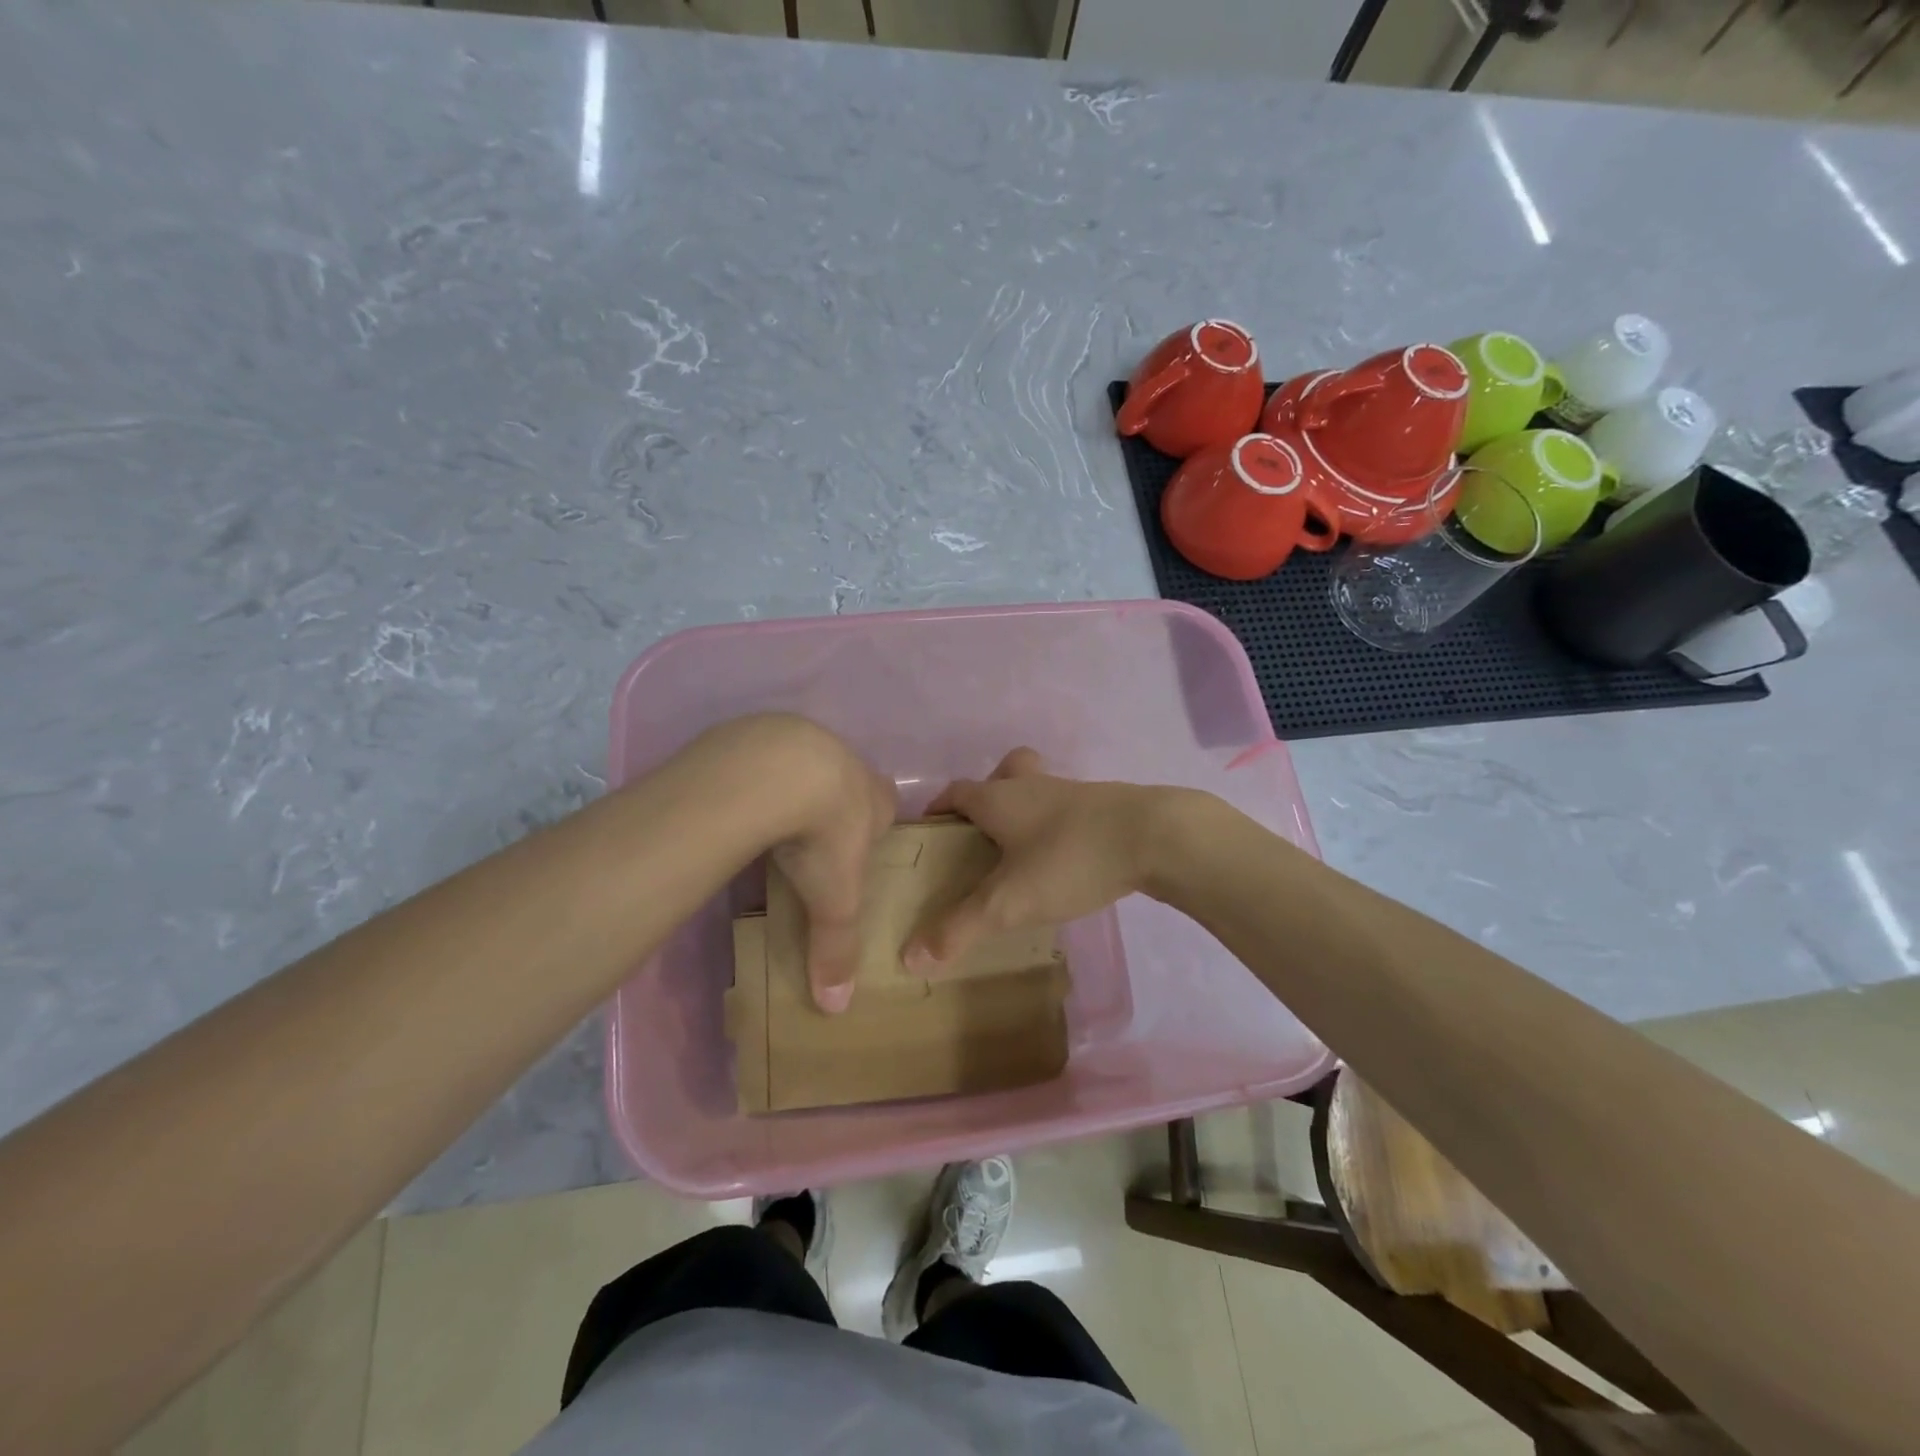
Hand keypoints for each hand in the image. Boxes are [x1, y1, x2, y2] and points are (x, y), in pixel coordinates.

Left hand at [750, 719, 896, 1013]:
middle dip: (836, 802)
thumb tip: (837, 1008)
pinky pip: (765, 752)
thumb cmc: (824, 835)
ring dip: (795, 783)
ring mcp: (806, 740)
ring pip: (808, 762)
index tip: (855, 847)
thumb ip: (837, 949)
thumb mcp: (835, 899)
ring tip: (771, 816)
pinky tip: (739, 795)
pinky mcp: (763, 731)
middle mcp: (848, 763)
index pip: (887, 807)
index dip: (876, 824)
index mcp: (875, 798)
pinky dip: (757, 772)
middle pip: (850, 782)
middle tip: (812, 835)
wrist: (778, 772)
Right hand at [904, 749, 1162, 970]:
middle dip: (989, 792)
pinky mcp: (1106, 806)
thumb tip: (910, 957)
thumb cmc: (1069, 859)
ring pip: (1040, 788)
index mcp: (1000, 798)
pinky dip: (1059, 825)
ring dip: (1027, 808)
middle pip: (1004, 772)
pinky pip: (1070, 808)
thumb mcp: (1009, 902)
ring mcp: (1073, 792)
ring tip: (1023, 851)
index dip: (939, 807)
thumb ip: (959, 928)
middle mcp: (1033, 786)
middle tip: (983, 831)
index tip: (930, 830)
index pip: (956, 792)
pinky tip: (1066, 859)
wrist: (1155, 836)